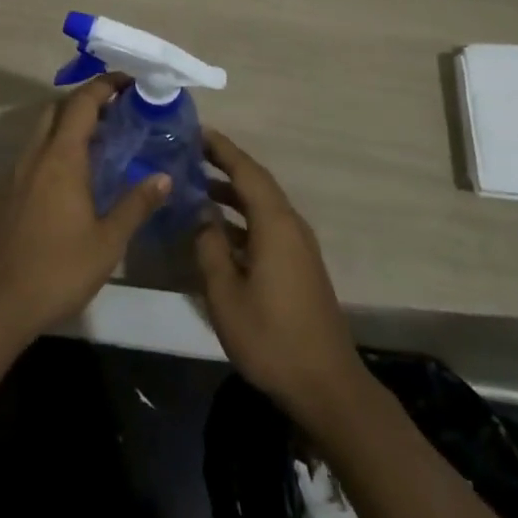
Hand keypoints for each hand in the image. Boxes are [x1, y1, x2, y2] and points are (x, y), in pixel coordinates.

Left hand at [0, 74, 169, 342]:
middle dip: (85, 100)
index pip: (82, 103)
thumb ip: (136, 204)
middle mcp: (35, 155)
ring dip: (68, 124)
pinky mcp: (4, 192)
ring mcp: (15, 172)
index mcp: (61, 157)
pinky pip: (32, 153)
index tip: (129, 81)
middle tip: (117, 111)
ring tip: (99, 142)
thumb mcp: (108, 242)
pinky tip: (70, 177)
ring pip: (41, 130)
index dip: (105, 85)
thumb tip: (164, 177)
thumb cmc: (58, 270)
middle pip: (57, 108)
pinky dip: (53, 147)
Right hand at [195, 129, 362, 414]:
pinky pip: (267, 225)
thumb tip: (202, 215)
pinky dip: (242, 217)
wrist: (326, 386)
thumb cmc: (271, 338)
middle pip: (256, 183)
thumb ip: (209, 248)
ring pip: (262, 205)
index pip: (246, 171)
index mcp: (275, 224)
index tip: (196, 132)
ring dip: (232, 193)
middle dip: (225, 165)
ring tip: (197, 186)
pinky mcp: (299, 266)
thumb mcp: (226, 294)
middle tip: (191, 154)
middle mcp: (290, 225)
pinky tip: (219, 230)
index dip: (222, 149)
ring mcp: (298, 246)